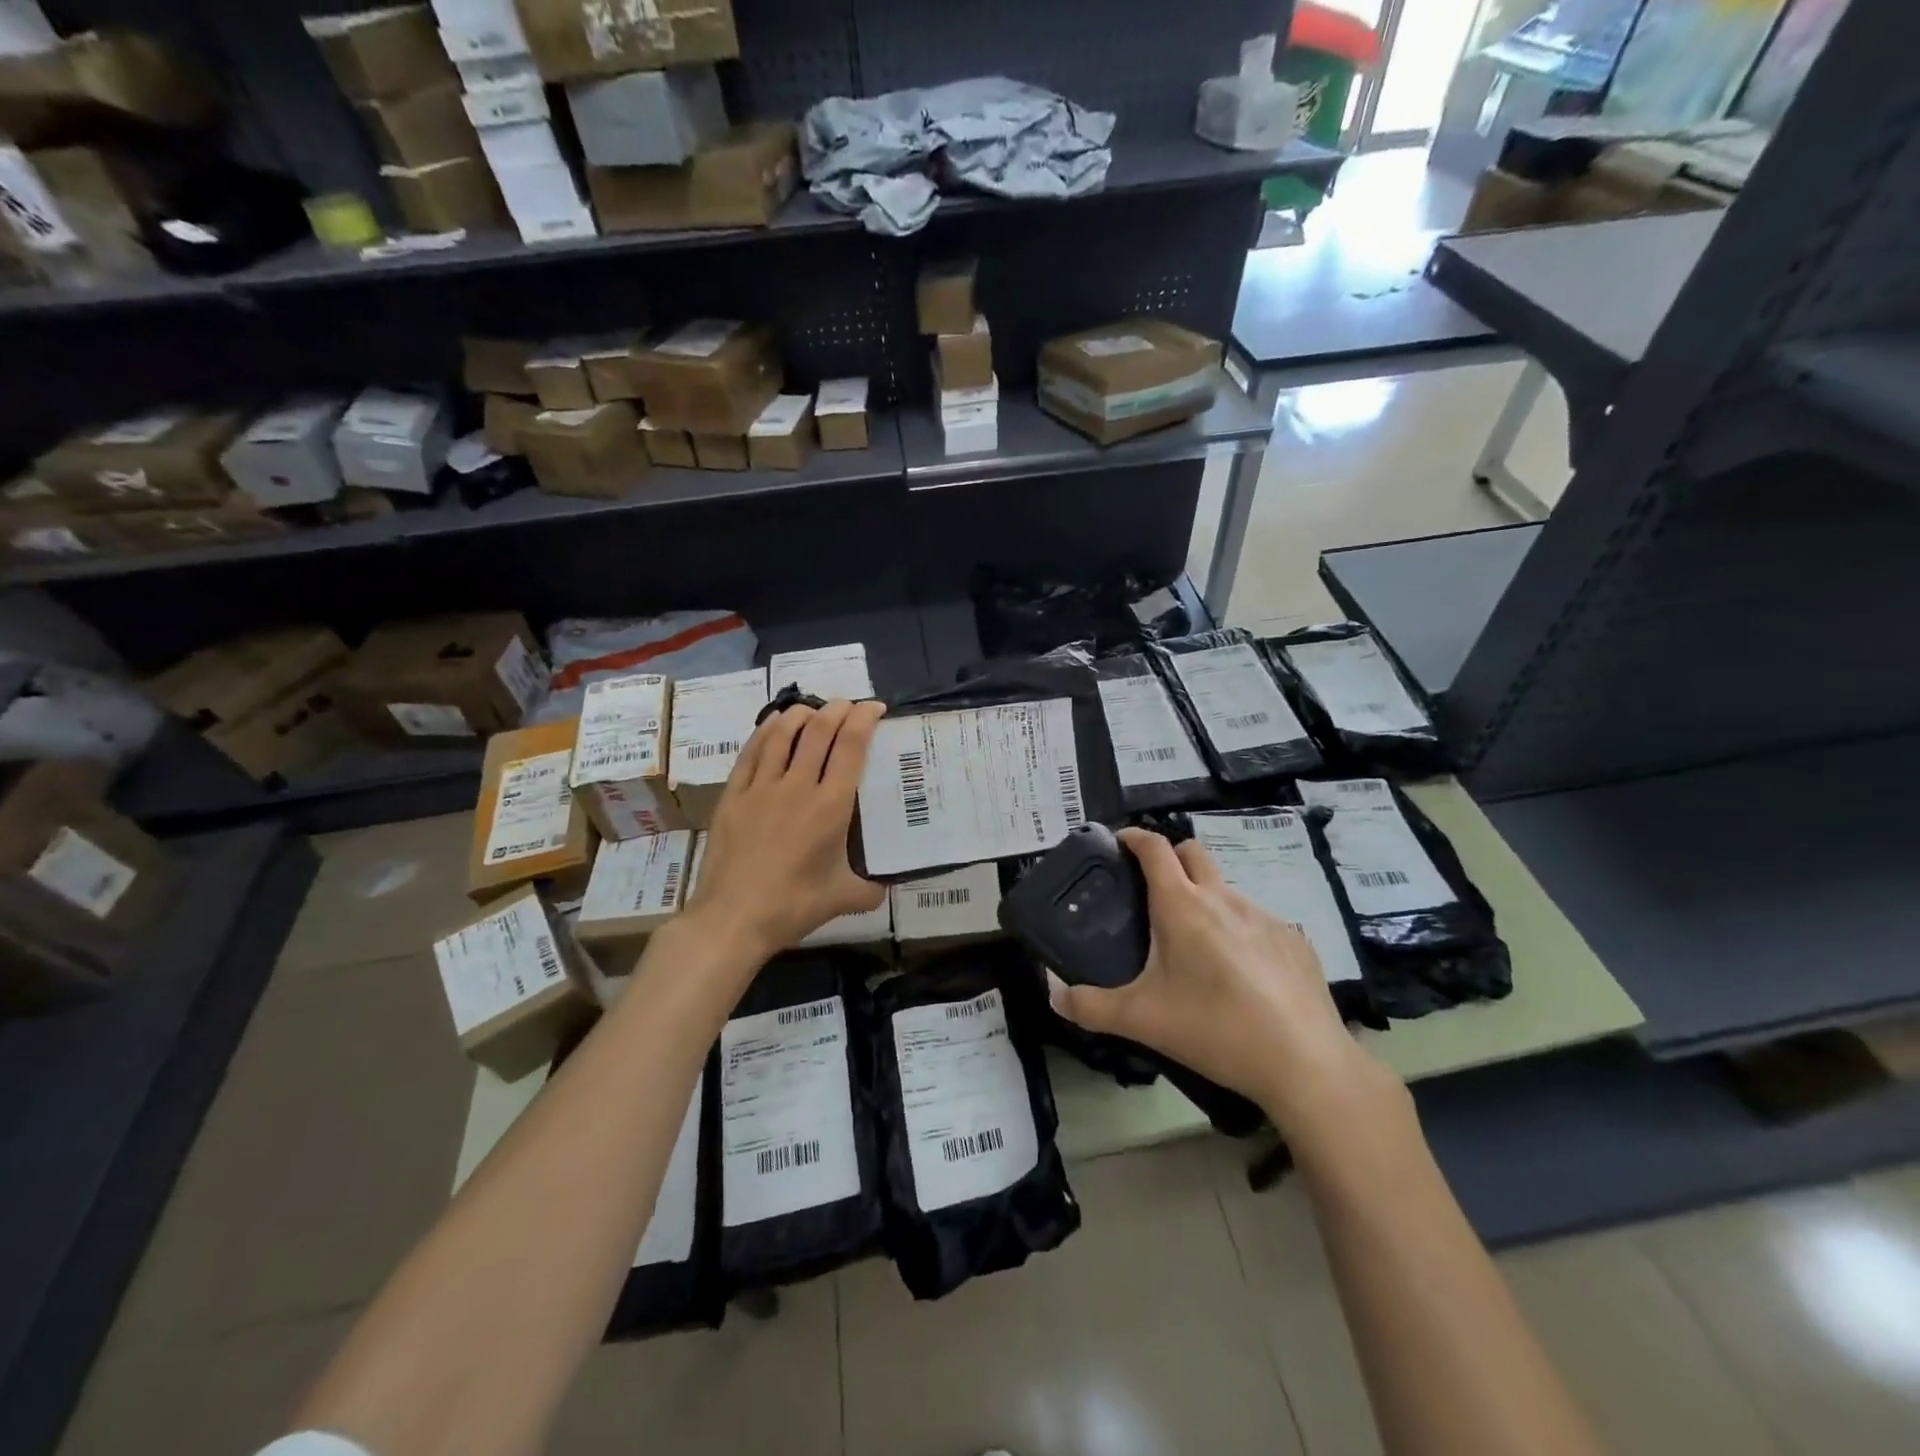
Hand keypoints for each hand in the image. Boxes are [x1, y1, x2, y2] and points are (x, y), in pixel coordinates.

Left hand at [690, 699, 886, 960]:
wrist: (733, 918)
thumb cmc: (793, 906)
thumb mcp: (843, 899)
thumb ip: (870, 889)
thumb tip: (885, 886)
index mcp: (830, 807)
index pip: (851, 747)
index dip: (864, 719)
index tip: (874, 708)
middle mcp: (798, 787)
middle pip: (819, 731)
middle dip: (837, 709)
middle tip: (848, 705)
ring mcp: (761, 788)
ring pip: (782, 734)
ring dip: (802, 714)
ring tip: (813, 709)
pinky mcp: (733, 795)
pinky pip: (751, 752)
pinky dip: (766, 731)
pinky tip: (774, 723)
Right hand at [1048, 827, 1387, 1135]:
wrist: (1303, 1063)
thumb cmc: (1214, 1029)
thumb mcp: (1141, 1020)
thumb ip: (1089, 1006)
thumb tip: (1053, 996)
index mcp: (1182, 905)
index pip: (1154, 847)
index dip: (1133, 836)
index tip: (1118, 844)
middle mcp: (1223, 898)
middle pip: (1193, 852)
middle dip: (1170, 858)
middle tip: (1152, 892)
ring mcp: (1264, 916)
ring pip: (1225, 889)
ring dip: (1205, 899)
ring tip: (1195, 946)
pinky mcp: (1294, 940)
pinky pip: (1256, 921)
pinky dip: (1238, 931)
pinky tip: (1240, 975)